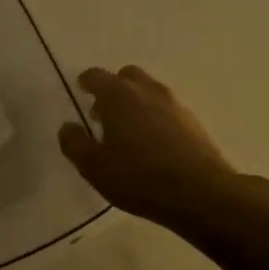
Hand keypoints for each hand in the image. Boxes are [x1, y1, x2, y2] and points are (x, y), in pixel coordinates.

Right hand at [59, 66, 249, 227]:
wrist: (201, 193)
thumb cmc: (139, 178)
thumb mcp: (94, 167)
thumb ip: (75, 144)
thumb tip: (67, 127)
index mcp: (118, 95)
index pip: (96, 76)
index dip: (86, 82)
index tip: (81, 92)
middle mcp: (147, 90)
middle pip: (127, 76)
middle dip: (113, 89)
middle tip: (104, 113)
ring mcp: (174, 104)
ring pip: (149, 91)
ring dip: (136, 103)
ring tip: (129, 132)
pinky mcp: (194, 121)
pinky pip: (167, 110)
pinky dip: (156, 117)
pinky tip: (153, 144)